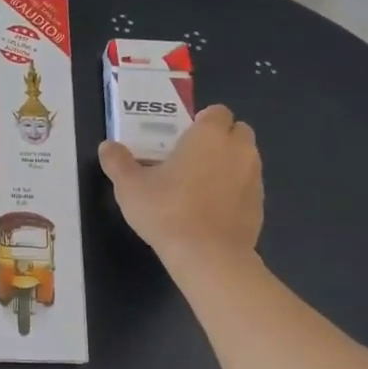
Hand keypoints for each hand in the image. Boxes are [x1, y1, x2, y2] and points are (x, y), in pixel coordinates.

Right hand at [98, 102, 264, 270]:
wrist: (208, 256)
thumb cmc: (167, 211)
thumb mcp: (130, 187)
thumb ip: (117, 162)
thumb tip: (107, 146)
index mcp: (209, 135)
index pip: (217, 112)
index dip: (201, 121)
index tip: (182, 139)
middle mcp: (239, 149)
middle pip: (237, 131)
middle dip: (220, 139)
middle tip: (191, 159)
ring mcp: (254, 178)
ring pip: (245, 160)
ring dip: (228, 165)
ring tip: (200, 187)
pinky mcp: (260, 205)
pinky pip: (247, 188)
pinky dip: (234, 192)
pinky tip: (211, 212)